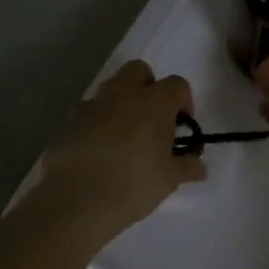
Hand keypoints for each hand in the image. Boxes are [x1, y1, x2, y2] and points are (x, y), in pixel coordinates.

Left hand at [36, 60, 204, 239]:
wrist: (77, 198)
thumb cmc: (134, 183)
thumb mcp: (169, 179)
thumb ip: (186, 166)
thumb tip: (199, 166)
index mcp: (154, 102)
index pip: (177, 84)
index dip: (183, 101)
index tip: (181, 126)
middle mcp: (123, 94)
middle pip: (138, 70)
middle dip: (148, 87)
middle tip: (152, 119)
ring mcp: (92, 105)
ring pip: (110, 89)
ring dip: (120, 104)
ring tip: (124, 137)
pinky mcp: (68, 121)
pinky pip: (88, 112)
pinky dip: (97, 123)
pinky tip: (99, 151)